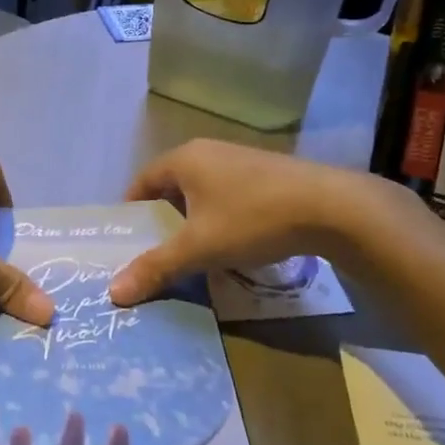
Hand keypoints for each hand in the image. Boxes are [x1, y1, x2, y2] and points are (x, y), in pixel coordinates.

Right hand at [109, 140, 405, 304]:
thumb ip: (156, 267)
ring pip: (203, 189)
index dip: (131, 209)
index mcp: (185, 159)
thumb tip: (113, 293)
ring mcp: (241, 158)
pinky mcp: (268, 172)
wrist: (331, 207)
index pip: (142, 180)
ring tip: (194, 250)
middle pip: (172, 184)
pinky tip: (233, 240)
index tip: (127, 239)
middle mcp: (209, 150)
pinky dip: (221, 214)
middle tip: (157, 250)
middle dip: (162, 217)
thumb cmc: (252, 219)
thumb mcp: (199, 248)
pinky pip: (229, 192)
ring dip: (193, 217)